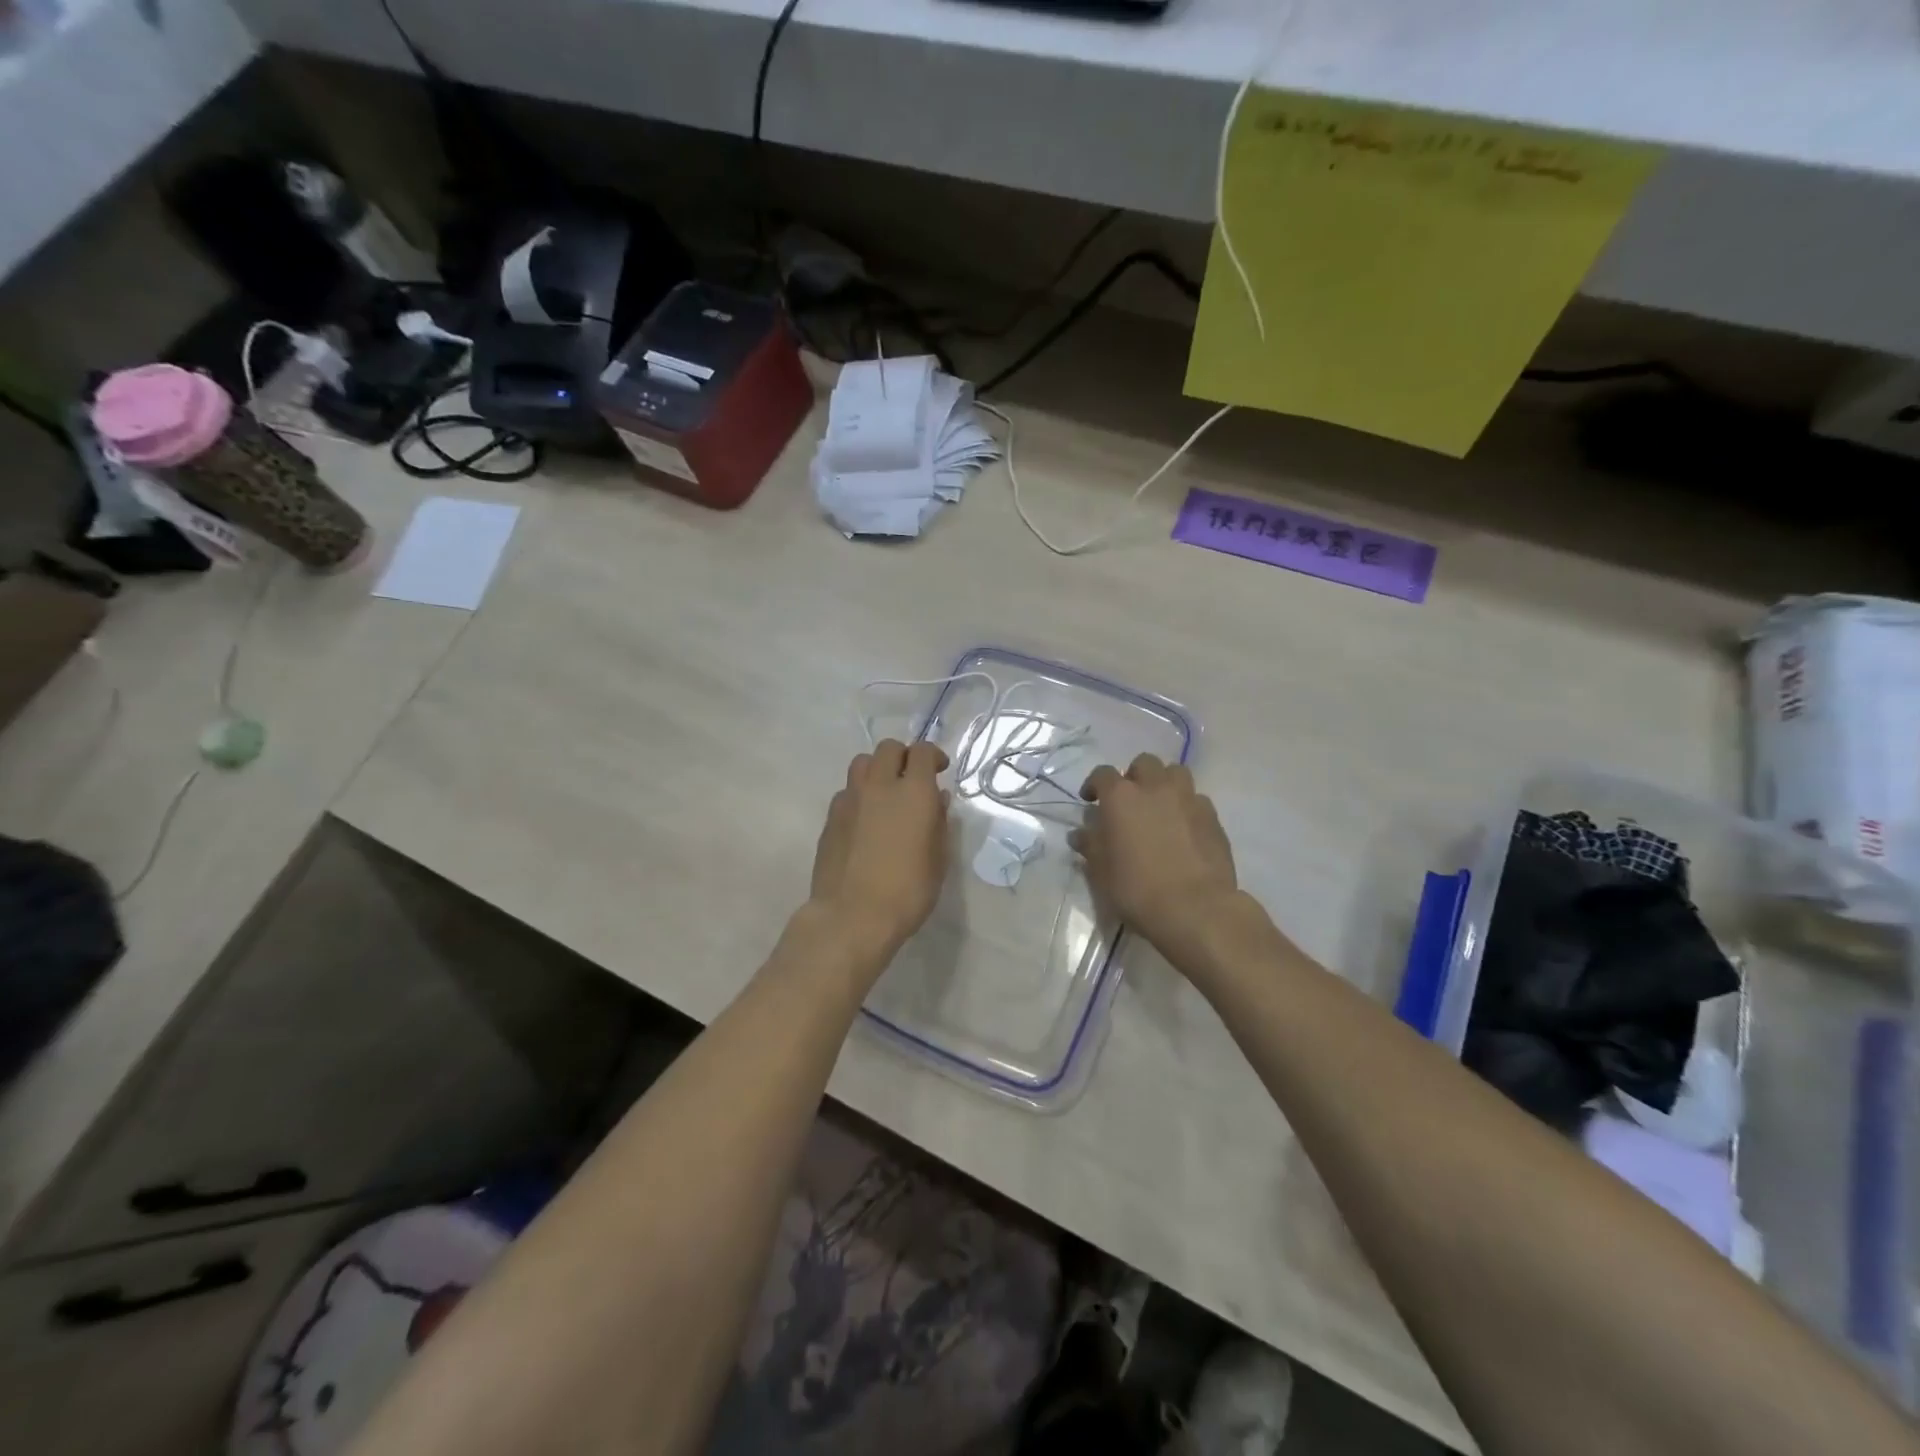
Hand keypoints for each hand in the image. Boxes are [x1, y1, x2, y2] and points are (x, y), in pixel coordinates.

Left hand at [810, 740, 951, 963]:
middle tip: (912, 777)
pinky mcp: (830, 817)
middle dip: (903, 756)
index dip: (934, 755)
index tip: (940, 769)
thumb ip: (939, 822)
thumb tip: (937, 799)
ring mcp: (850, 799)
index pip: (923, 752)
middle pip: (888, 748)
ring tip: (885, 793)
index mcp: (913, 792)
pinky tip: (865, 819)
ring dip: (877, 769)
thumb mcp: (938, 859)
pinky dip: (859, 794)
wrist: (852, 916)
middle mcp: (880, 786)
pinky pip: (847, 791)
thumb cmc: (907, 891)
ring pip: (862, 763)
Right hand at [1072, 753, 1238, 949]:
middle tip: (1129, 801)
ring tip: (1159, 807)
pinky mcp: (1212, 817)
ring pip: (1175, 773)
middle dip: (1134, 776)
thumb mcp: (1101, 871)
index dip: (1094, 784)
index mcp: (1121, 797)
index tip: (1090, 800)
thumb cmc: (1137, 888)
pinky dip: (1186, 806)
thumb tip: (1080, 834)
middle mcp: (1155, 787)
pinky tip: (1183, 828)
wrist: (1195, 907)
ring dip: (1164, 783)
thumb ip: (1090, 845)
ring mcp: (1188, 799)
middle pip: (1143, 763)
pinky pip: (1196, 799)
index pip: (1102, 774)